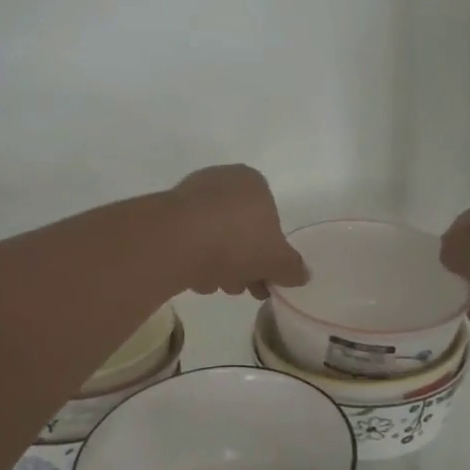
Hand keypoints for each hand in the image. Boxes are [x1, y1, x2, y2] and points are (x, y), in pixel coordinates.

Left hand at [168, 165, 308, 297]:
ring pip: (214, 238)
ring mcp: (190, 196)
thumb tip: (302, 275)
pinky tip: (195, 279)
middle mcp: (222, 180)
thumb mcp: (277, 261)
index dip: (270, 254)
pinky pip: (189, 241)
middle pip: (241, 231)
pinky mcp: (166, 215)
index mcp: (253, 182)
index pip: (270, 220)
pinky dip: (196, 260)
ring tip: (217, 287)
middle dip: (244, 263)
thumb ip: (293, 268)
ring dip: (220, 266)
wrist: (177, 240)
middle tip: (244, 288)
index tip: (267, 279)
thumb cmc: (237, 241)